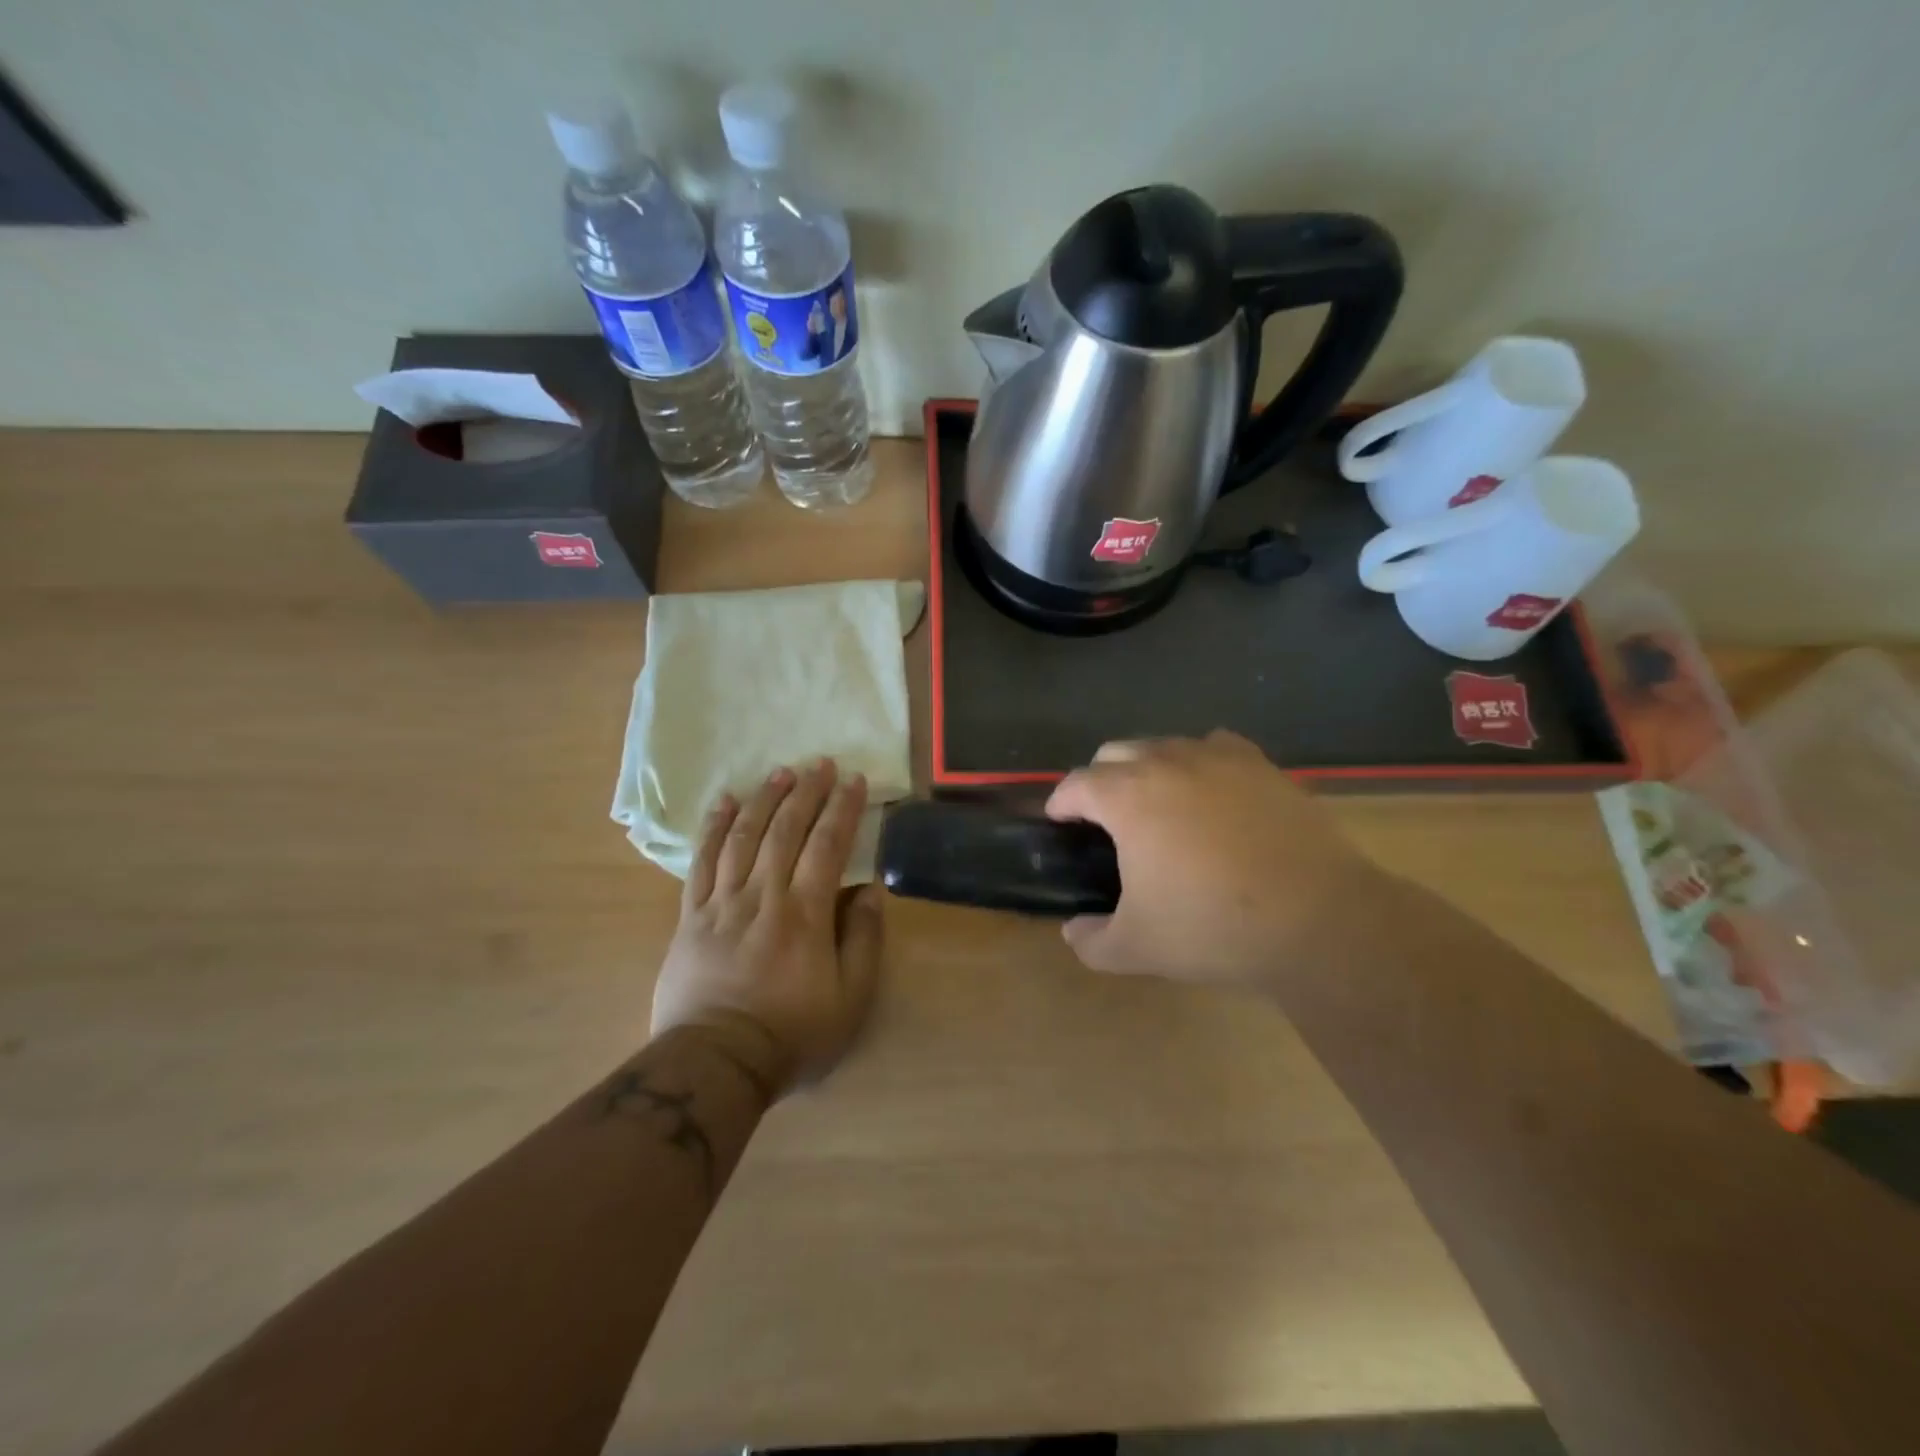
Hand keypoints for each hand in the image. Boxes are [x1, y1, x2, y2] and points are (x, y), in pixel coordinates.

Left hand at [651, 759, 883, 1097]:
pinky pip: (701, 862)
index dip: (842, 809)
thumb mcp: (850, 1000)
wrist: (715, 1063)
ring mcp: (722, 903)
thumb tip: (871, 892)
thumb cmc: (791, 1034)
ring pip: (743, 837)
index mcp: (805, 913)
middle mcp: (764, 896)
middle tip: (819, 763)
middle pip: (785, 831)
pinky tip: (723, 803)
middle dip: (806, 792)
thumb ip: (864, 941)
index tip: (854, 780)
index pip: (827, 846)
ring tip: (780, 773)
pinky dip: (712, 829)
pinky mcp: (690, 916)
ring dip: (763, 800)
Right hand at [1044, 731, 1380, 984]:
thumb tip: (1072, 931)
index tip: (1060, 820)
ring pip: (1165, 745)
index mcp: (1127, 797)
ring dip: (1148, 768)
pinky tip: (1210, 792)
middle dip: (1100, 780)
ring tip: (1158, 805)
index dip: (1061, 802)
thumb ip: (1091, 941)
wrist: (1318, 919)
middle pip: (1115, 752)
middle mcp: (1167, 762)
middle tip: (1106, 818)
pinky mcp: (1261, 765)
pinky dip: (1200, 763)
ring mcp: (1218, 758)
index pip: (1077, 784)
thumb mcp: (1137, 948)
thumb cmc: (1214, 927)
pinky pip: (1215, 747)